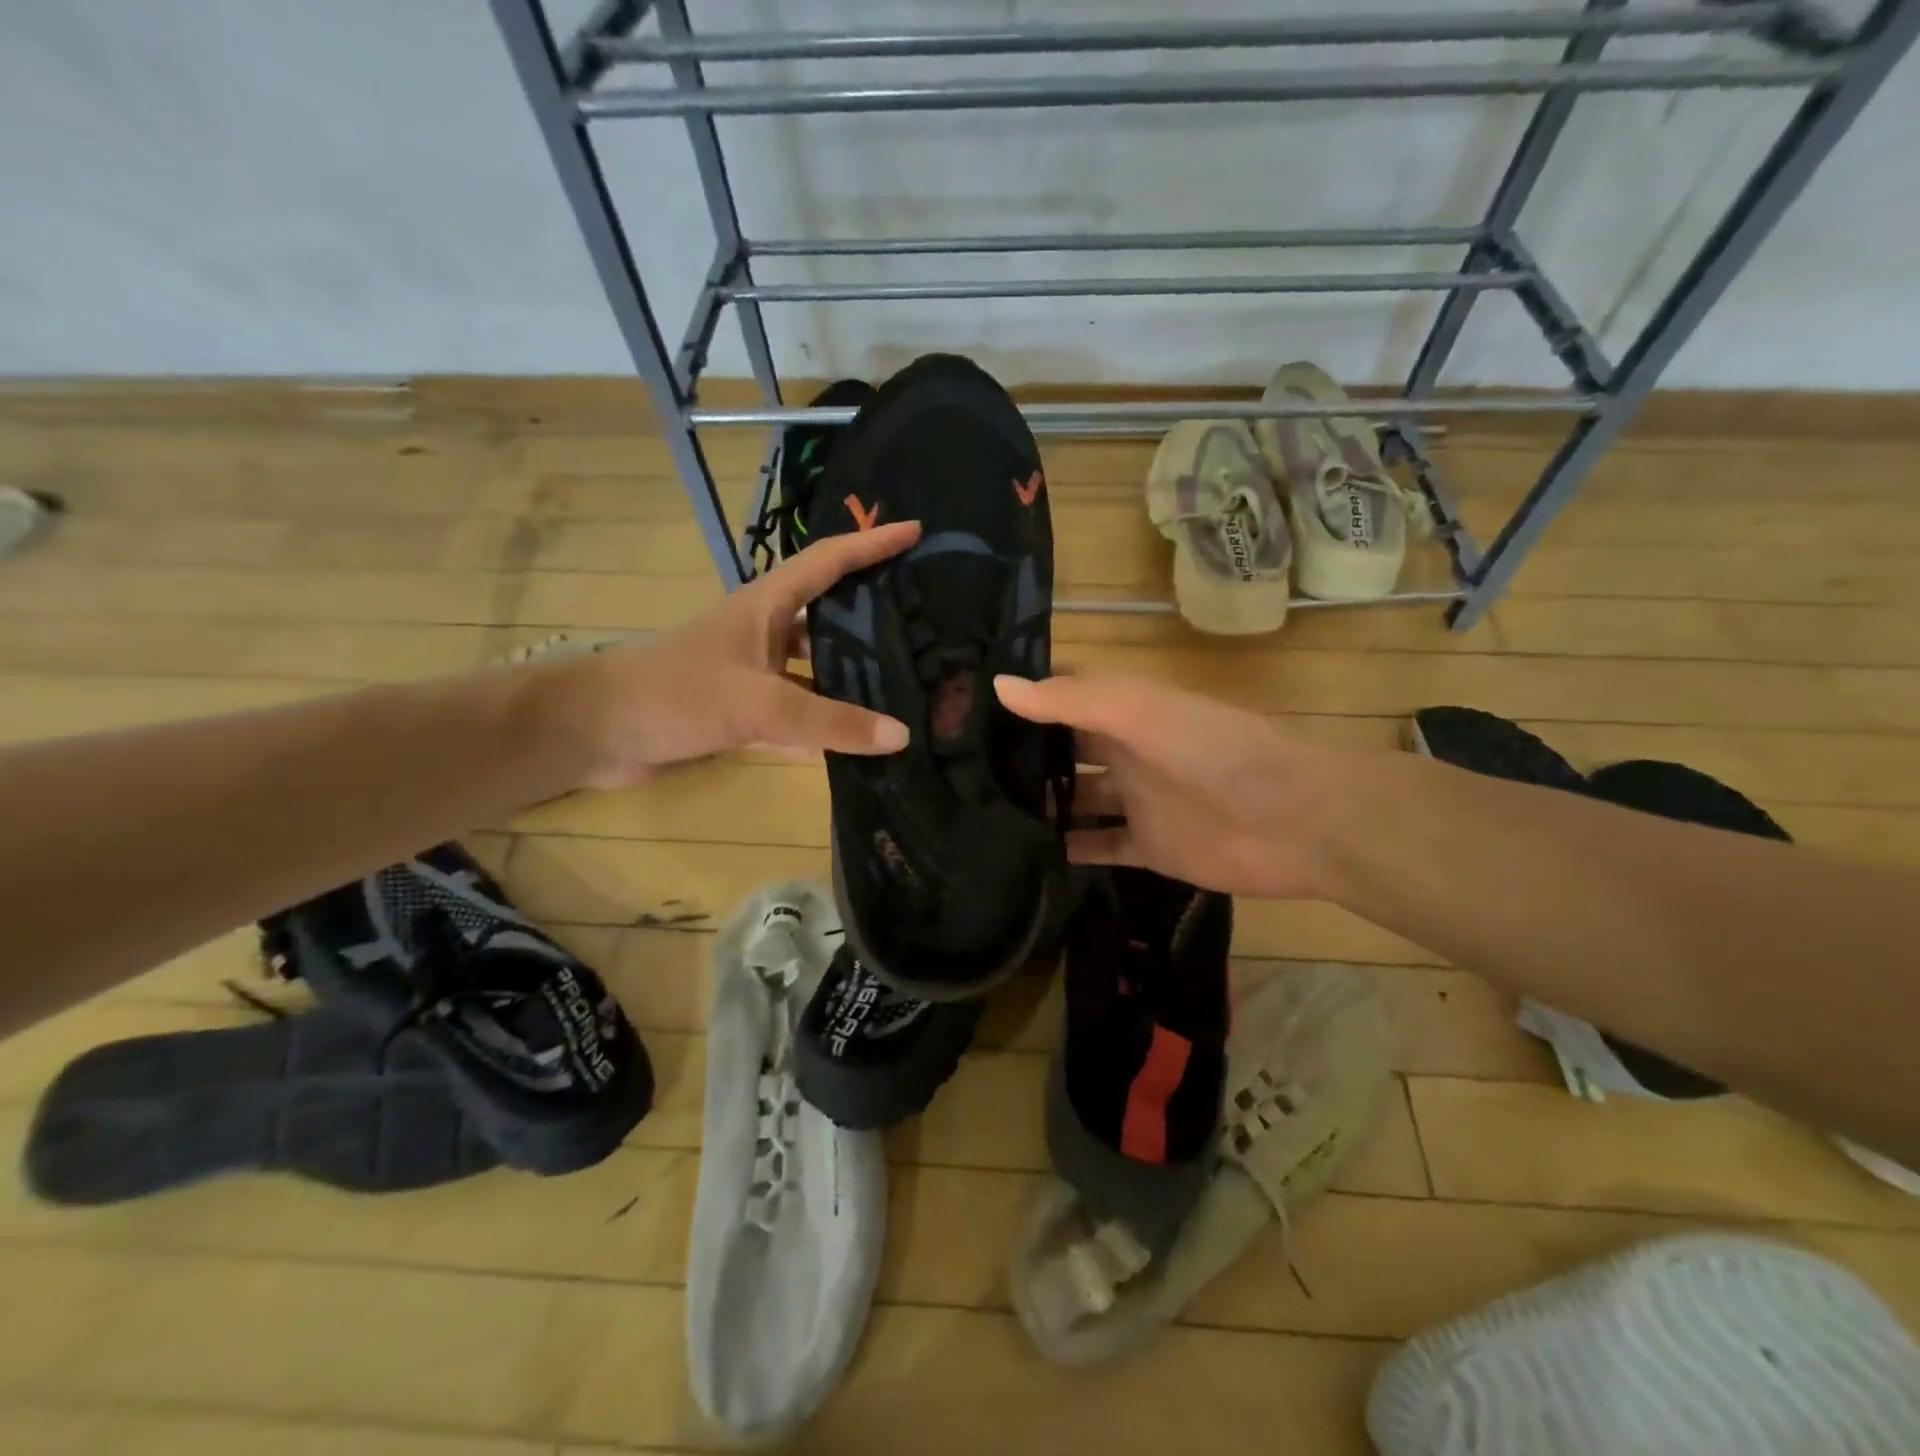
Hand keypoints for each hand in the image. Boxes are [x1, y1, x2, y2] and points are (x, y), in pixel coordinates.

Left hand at [547, 522, 919, 788]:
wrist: (598, 731)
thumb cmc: (676, 694)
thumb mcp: (759, 704)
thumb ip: (830, 721)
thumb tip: (902, 736)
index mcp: (767, 605)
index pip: (829, 561)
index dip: (871, 543)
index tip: (916, 532)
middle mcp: (765, 631)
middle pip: (829, 614)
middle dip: (873, 613)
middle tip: (927, 622)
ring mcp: (754, 672)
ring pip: (816, 666)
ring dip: (853, 673)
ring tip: (907, 683)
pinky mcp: (744, 709)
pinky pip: (800, 709)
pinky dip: (827, 722)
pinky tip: (861, 738)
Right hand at [995, 671, 1333, 899]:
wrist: (1291, 818)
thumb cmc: (1211, 750)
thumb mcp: (1138, 711)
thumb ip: (1069, 700)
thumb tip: (997, 685)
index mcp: (1124, 711)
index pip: (1064, 696)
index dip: (1024, 697)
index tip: (968, 708)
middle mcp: (1125, 752)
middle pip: (1065, 750)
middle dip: (1024, 756)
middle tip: (962, 771)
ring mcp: (1137, 801)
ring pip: (1077, 800)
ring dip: (1041, 805)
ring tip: (981, 815)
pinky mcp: (1149, 846)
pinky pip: (1101, 846)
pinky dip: (1070, 850)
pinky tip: (1027, 857)